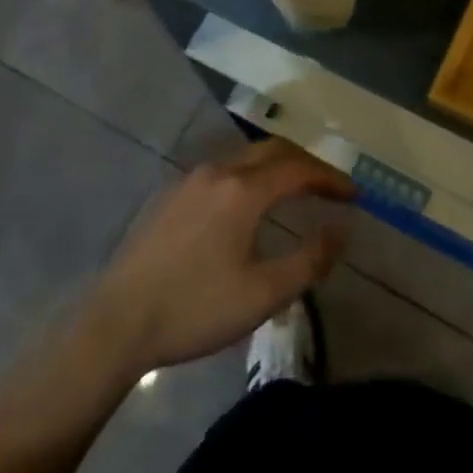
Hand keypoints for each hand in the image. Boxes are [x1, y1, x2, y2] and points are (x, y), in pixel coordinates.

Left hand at [82, 141, 353, 377]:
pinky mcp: (171, 194)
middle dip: (306, 164)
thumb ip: (309, 260)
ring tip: (296, 191)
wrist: (117, 322)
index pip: (299, 169)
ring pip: (245, 157)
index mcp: (243, 190)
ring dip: (277, 167)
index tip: (354, 195)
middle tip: (330, 187)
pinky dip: (250, 176)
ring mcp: (190, 179)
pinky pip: (223, 171)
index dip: (331, 178)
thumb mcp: (262, 295)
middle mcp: (218, 171)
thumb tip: (343, 229)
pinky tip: (249, 204)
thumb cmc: (196, 309)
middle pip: (273, 151)